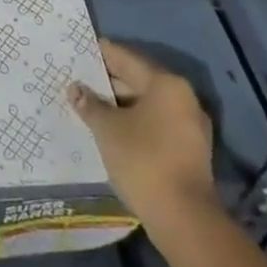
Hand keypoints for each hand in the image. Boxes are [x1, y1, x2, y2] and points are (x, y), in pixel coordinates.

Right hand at [69, 39, 215, 223]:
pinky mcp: (190, 150)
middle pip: (139, 80)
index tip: (80, 49)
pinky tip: (112, 129)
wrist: (183, 217)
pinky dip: (135, 122)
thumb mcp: (107, 128)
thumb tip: (75, 89)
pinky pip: (156, 124)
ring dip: (121, 105)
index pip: (127, 58)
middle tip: (79, 79)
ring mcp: (190, 126)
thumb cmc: (142, 159)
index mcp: (166, 84)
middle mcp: (183, 98)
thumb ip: (90, 104)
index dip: (102, 53)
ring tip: (90, 105)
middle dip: (109, 81)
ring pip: (148, 105)